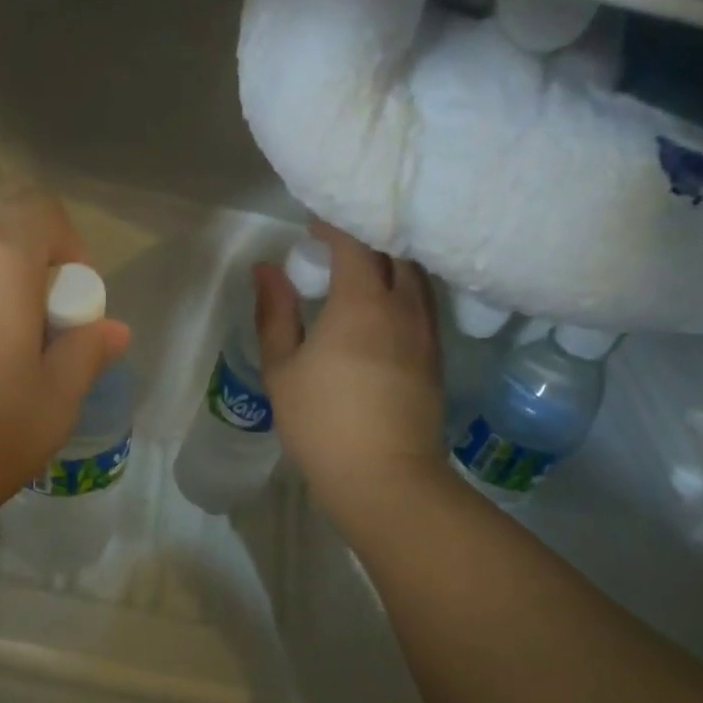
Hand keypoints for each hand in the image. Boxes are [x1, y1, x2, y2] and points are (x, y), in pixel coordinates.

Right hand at [256, 222, 443, 516]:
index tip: (312, 226)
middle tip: (335, 244)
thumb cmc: (322, 422)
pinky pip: (424, 303)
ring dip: (389, 262)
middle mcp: (403, 305)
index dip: (334, 225)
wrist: (385, 477)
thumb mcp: (283, 368)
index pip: (356, 241)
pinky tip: (383, 307)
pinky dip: (403, 289)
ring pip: (414, 276)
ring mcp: (426, 331)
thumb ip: (274, 313)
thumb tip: (266, 270)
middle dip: (366, 237)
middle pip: (394, 251)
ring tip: (360, 271)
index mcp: (361, 302)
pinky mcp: (436, 355)